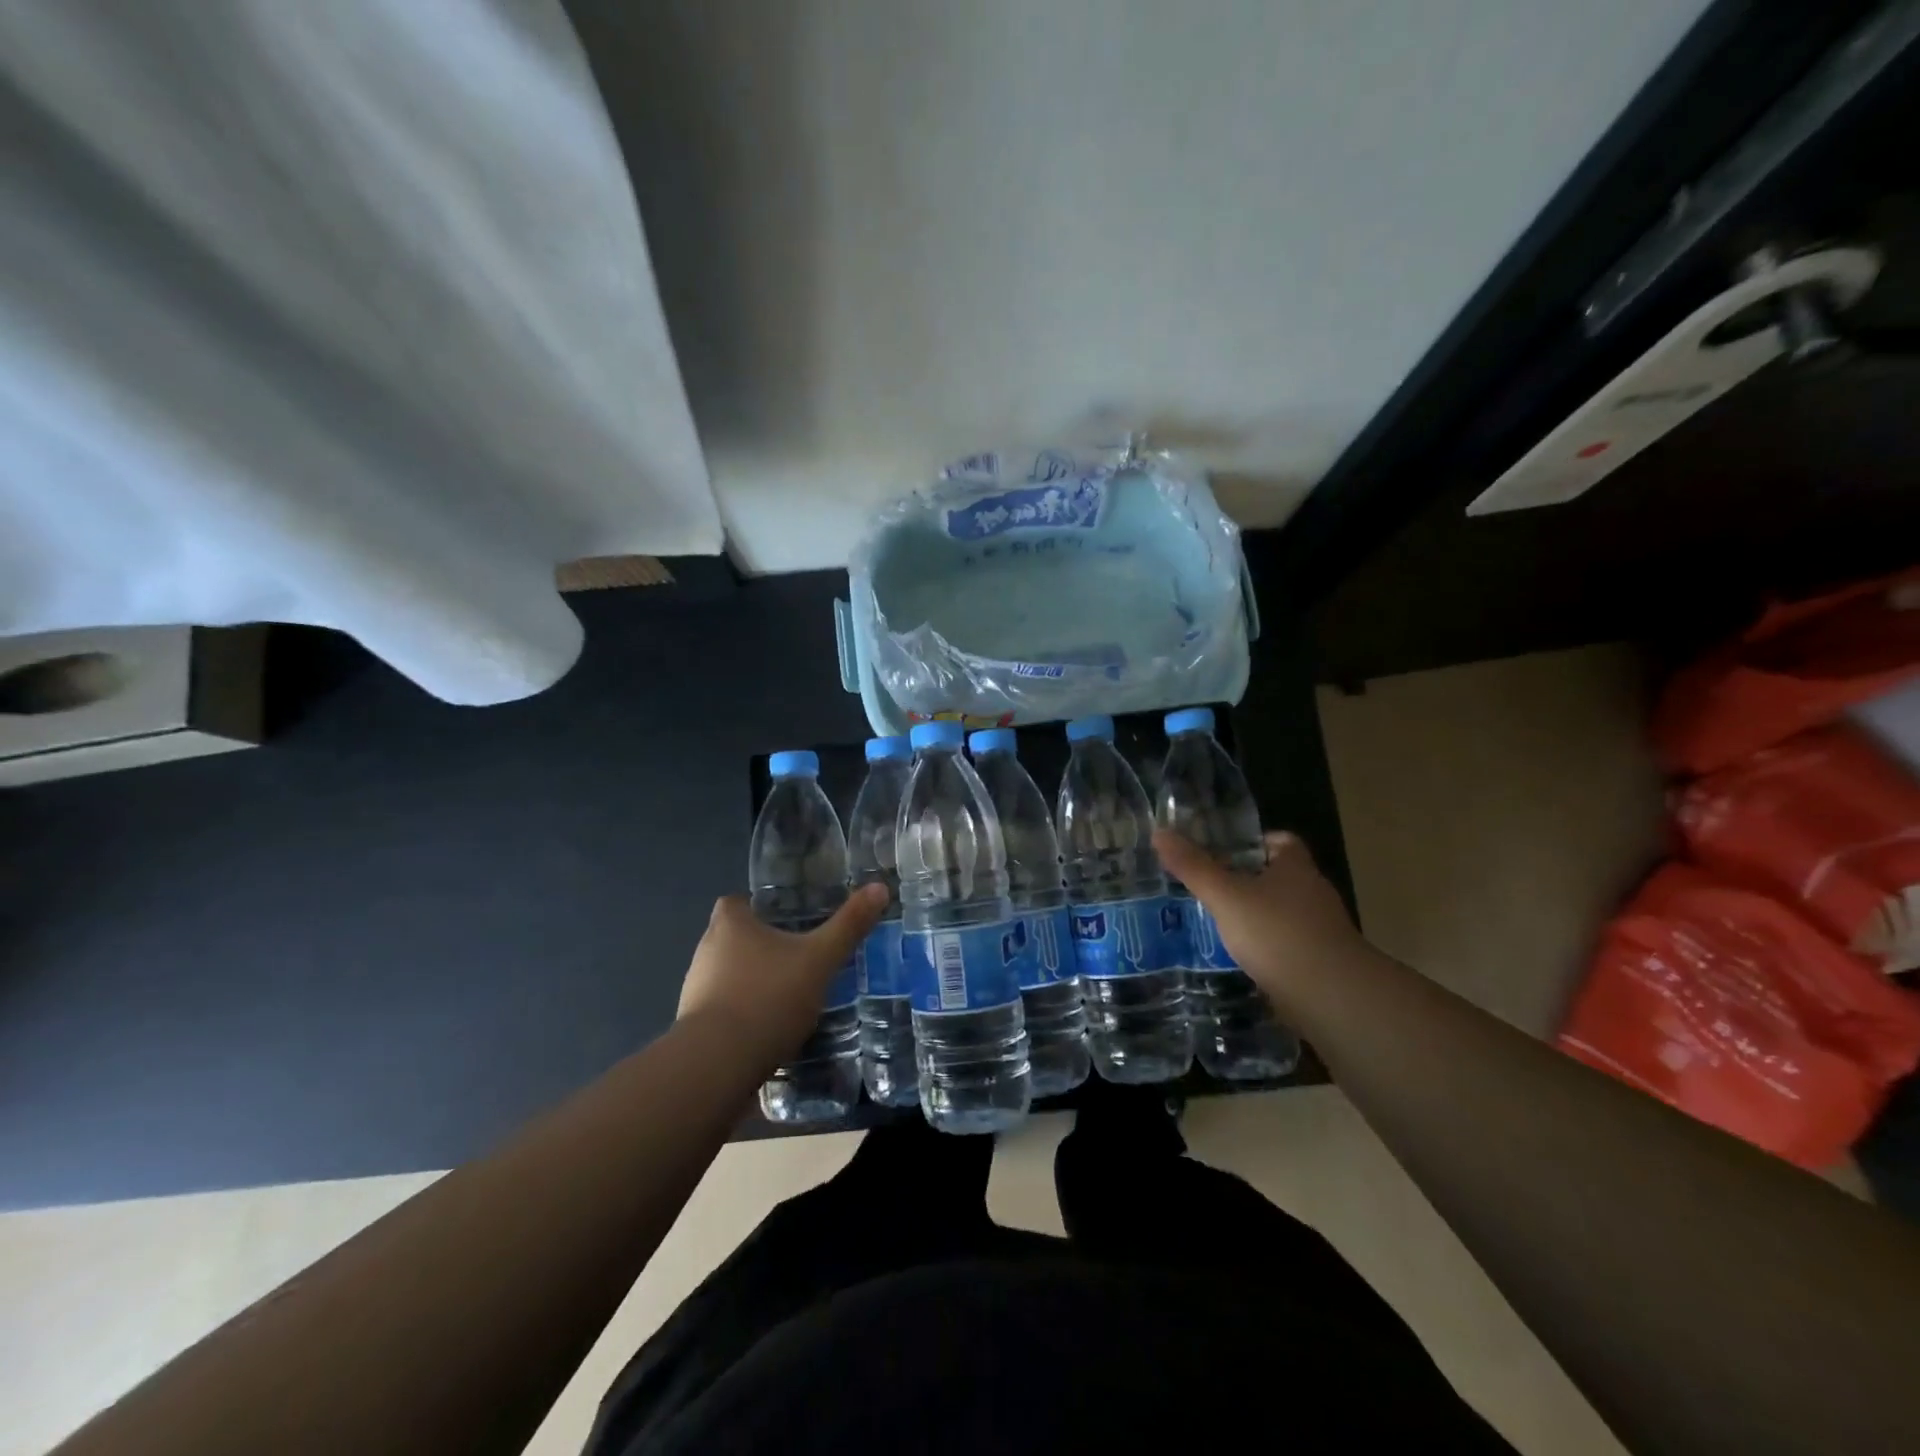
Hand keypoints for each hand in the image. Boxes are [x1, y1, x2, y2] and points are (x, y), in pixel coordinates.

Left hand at [677, 886, 886, 1064]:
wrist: (718, 1065)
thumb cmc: (768, 997)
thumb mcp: (819, 959)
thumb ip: (848, 925)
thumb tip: (880, 887)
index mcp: (729, 924)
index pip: (736, 902)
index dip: (758, 907)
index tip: (786, 917)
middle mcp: (705, 950)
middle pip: (732, 938)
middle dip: (761, 945)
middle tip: (797, 955)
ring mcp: (694, 991)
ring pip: (727, 975)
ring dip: (752, 981)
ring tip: (788, 993)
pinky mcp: (694, 1028)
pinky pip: (723, 1010)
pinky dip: (744, 1014)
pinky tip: (770, 1028)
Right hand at [1153, 828, 1367, 1012]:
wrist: (1331, 997)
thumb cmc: (1277, 933)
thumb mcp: (1226, 896)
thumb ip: (1193, 867)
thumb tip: (1160, 832)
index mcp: (1296, 867)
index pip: (1281, 840)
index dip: (1252, 842)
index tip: (1221, 851)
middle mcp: (1313, 893)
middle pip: (1278, 876)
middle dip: (1245, 879)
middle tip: (1207, 885)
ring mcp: (1320, 929)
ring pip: (1281, 911)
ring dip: (1254, 915)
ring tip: (1216, 921)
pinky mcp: (1319, 962)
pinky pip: (1286, 943)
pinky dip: (1265, 946)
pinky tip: (1239, 956)